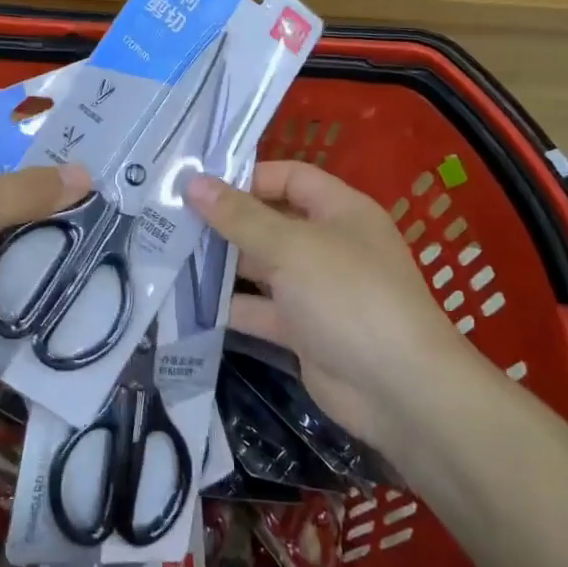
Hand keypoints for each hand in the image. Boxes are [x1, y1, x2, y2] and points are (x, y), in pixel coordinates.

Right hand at [185, 161, 476, 441]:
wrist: (398, 390)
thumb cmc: (348, 297)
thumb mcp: (290, 247)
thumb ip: (239, 216)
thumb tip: (194, 182)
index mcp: (340, 212)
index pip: (290, 178)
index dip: (248, 177)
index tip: (198, 185)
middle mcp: (328, 245)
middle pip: (270, 222)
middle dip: (225, 222)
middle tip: (170, 219)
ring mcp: (316, 290)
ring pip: (261, 268)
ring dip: (221, 265)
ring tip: (169, 256)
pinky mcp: (303, 331)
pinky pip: (259, 310)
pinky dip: (229, 307)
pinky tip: (187, 302)